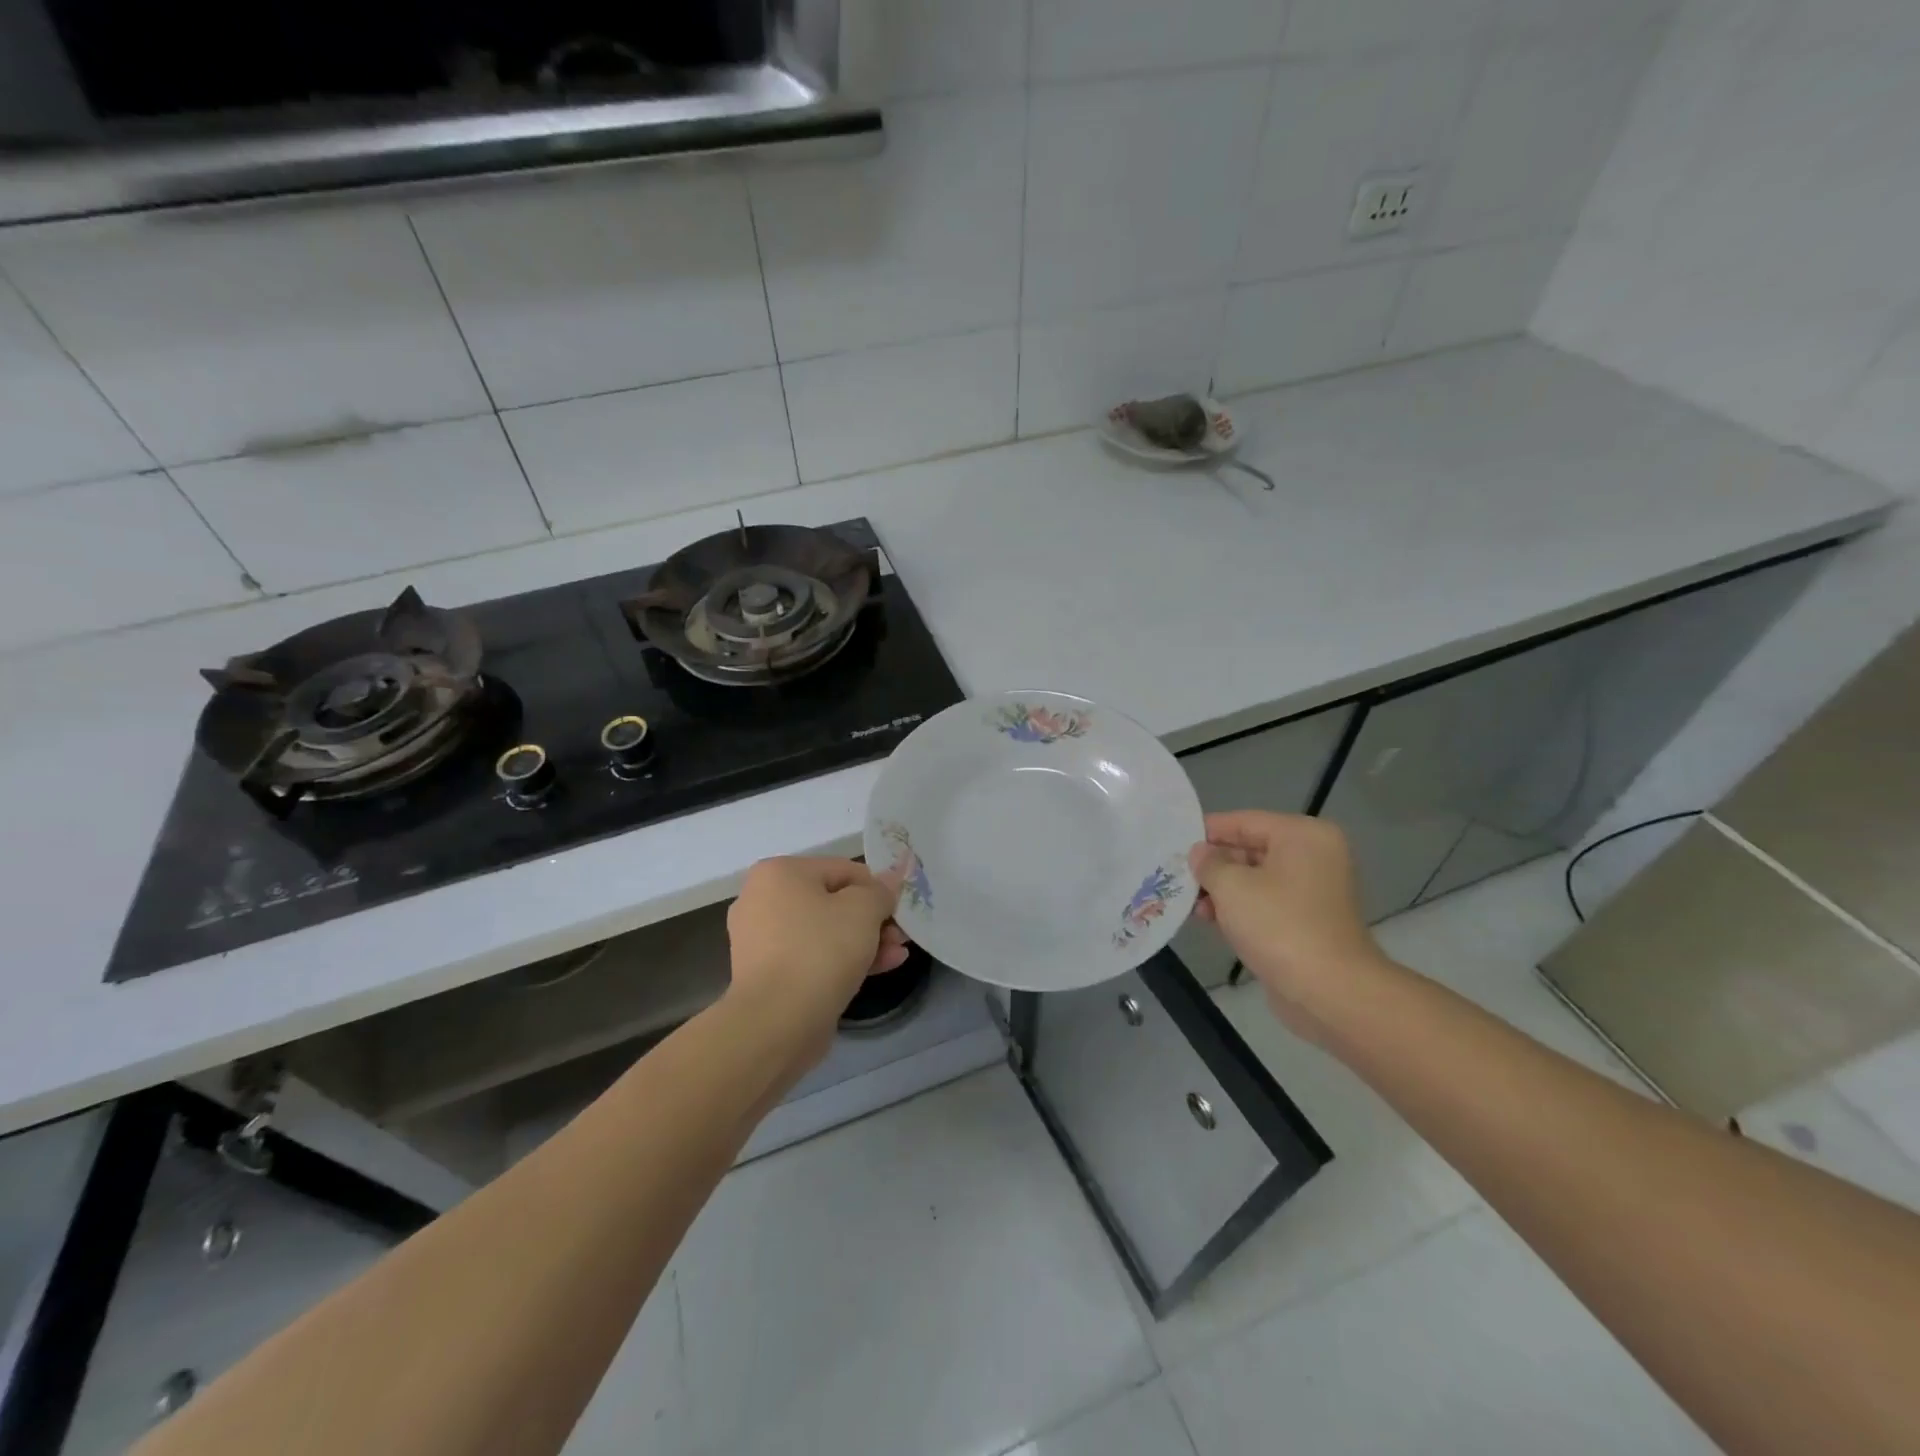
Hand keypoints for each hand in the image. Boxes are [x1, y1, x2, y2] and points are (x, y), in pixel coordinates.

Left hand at [726, 857, 906, 1060]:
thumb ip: (881, 890)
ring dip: (865, 940)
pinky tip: (882, 967)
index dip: (877, 887)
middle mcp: (763, 899)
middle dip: (872, 918)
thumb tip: (890, 879)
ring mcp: (762, 940)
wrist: (776, 1022)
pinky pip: (813, 957)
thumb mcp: (864, 909)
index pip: (843, 869)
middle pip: (833, 901)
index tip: (900, 909)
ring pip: (825, 932)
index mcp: (779, 873)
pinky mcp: (769, 975)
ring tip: (898, 953)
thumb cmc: (820, 950)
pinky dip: (843, 960)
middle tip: (901, 935)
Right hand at [1189, 812, 1394, 1038]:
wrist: (1329, 991)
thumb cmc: (1279, 925)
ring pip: (1255, 879)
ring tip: (1188, 903)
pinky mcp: (1307, 922)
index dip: (1206, 832)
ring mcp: (1313, 891)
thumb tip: (1199, 853)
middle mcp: (1313, 856)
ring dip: (1221, 890)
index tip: (1173, 842)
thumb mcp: (1232, 886)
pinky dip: (1239, 909)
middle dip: (1213, 865)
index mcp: (1302, 836)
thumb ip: (1209, 863)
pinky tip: (1208, 920)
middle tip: (1175, 875)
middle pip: (1250, 849)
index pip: (1244, 821)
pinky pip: (1265, 904)